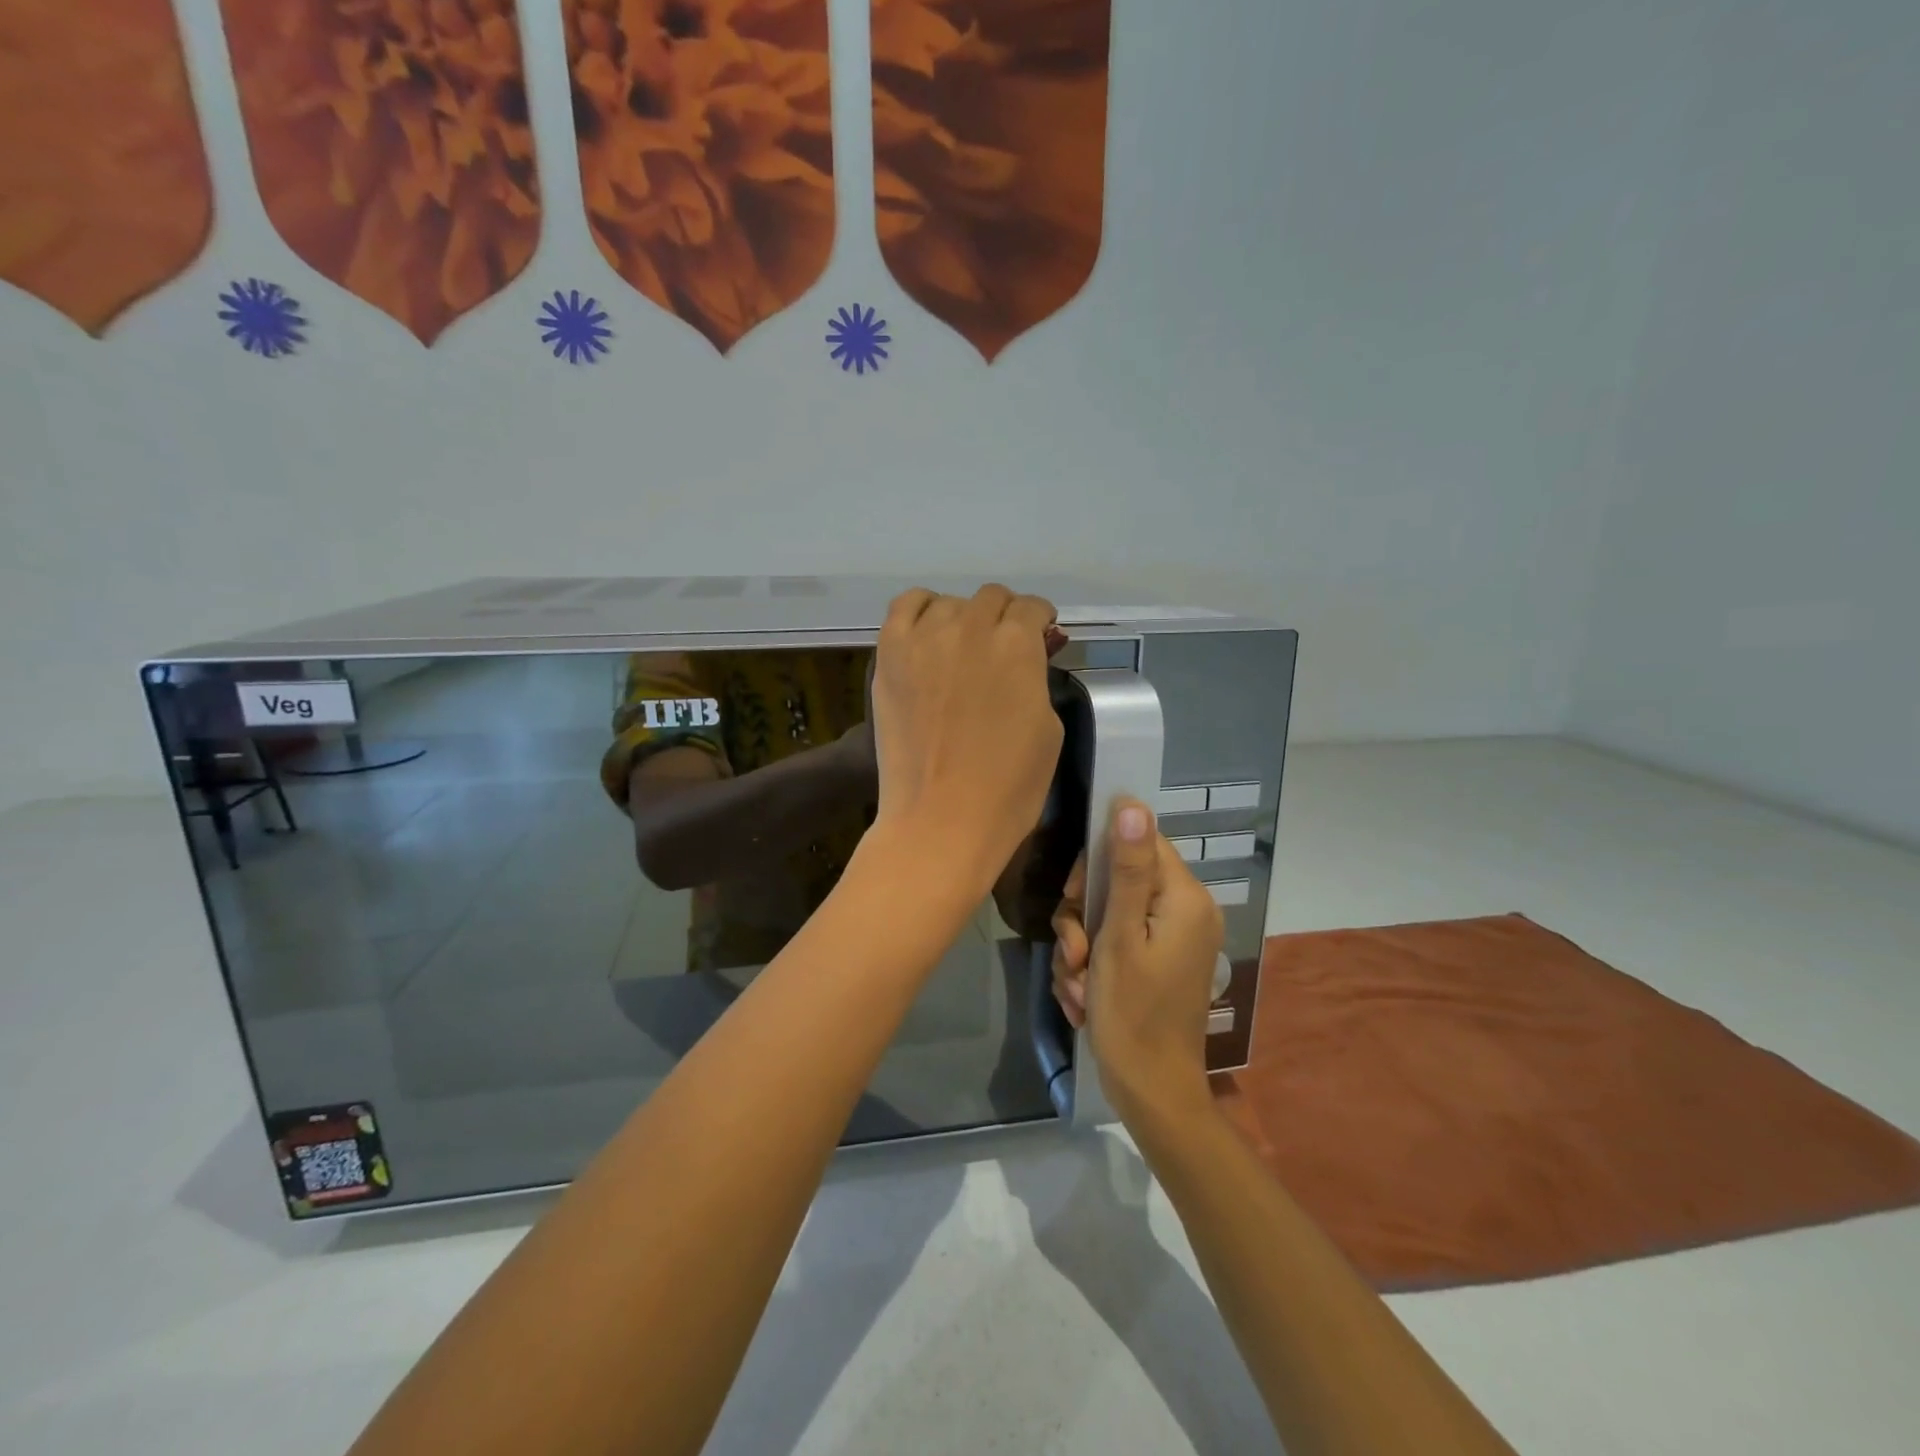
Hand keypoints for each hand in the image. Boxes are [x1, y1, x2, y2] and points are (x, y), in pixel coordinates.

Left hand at [868, 585, 1063, 895]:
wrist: (941, 819)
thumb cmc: (1008, 786)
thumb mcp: (1048, 728)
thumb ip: (1036, 679)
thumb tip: (1028, 657)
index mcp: (1017, 645)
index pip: (1031, 609)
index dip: (1040, 624)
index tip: (1040, 639)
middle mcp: (970, 627)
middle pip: (992, 599)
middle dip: (1006, 619)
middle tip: (1005, 651)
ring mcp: (923, 639)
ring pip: (949, 603)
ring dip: (964, 619)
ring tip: (964, 650)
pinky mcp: (889, 655)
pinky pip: (904, 608)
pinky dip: (921, 611)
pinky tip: (928, 634)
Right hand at [1054, 800, 1222, 1128]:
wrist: (1150, 1092)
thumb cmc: (1132, 1013)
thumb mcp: (1119, 936)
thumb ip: (1127, 869)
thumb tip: (1132, 804)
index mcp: (1185, 898)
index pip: (1139, 841)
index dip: (1098, 861)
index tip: (1074, 894)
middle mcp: (1185, 911)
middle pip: (1118, 879)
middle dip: (1083, 915)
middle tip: (1073, 952)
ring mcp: (1172, 939)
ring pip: (1108, 913)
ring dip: (1081, 947)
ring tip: (1076, 986)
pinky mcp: (1158, 961)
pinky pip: (1115, 942)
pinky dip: (1093, 965)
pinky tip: (1083, 997)